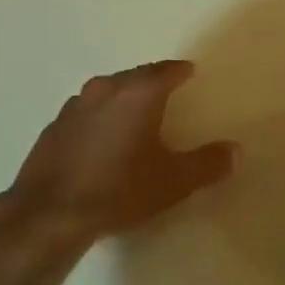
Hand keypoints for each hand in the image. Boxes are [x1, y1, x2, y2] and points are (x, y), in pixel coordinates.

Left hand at [1, 61, 236, 245]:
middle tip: (166, 90)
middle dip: (151, 81)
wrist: (49, 213)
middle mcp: (104, 89)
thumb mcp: (173, 181)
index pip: (164, 71)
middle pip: (134, 77)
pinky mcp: (54, 127)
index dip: (179, 71)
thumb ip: (207, 164)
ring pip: (106, 92)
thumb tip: (236, 150)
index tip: (189, 72)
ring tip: (135, 113)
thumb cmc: (118, 190)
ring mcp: (74, 106)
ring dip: (123, 98)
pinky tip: (102, 138)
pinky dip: (100, 117)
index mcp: (136, 93)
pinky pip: (85, 112)